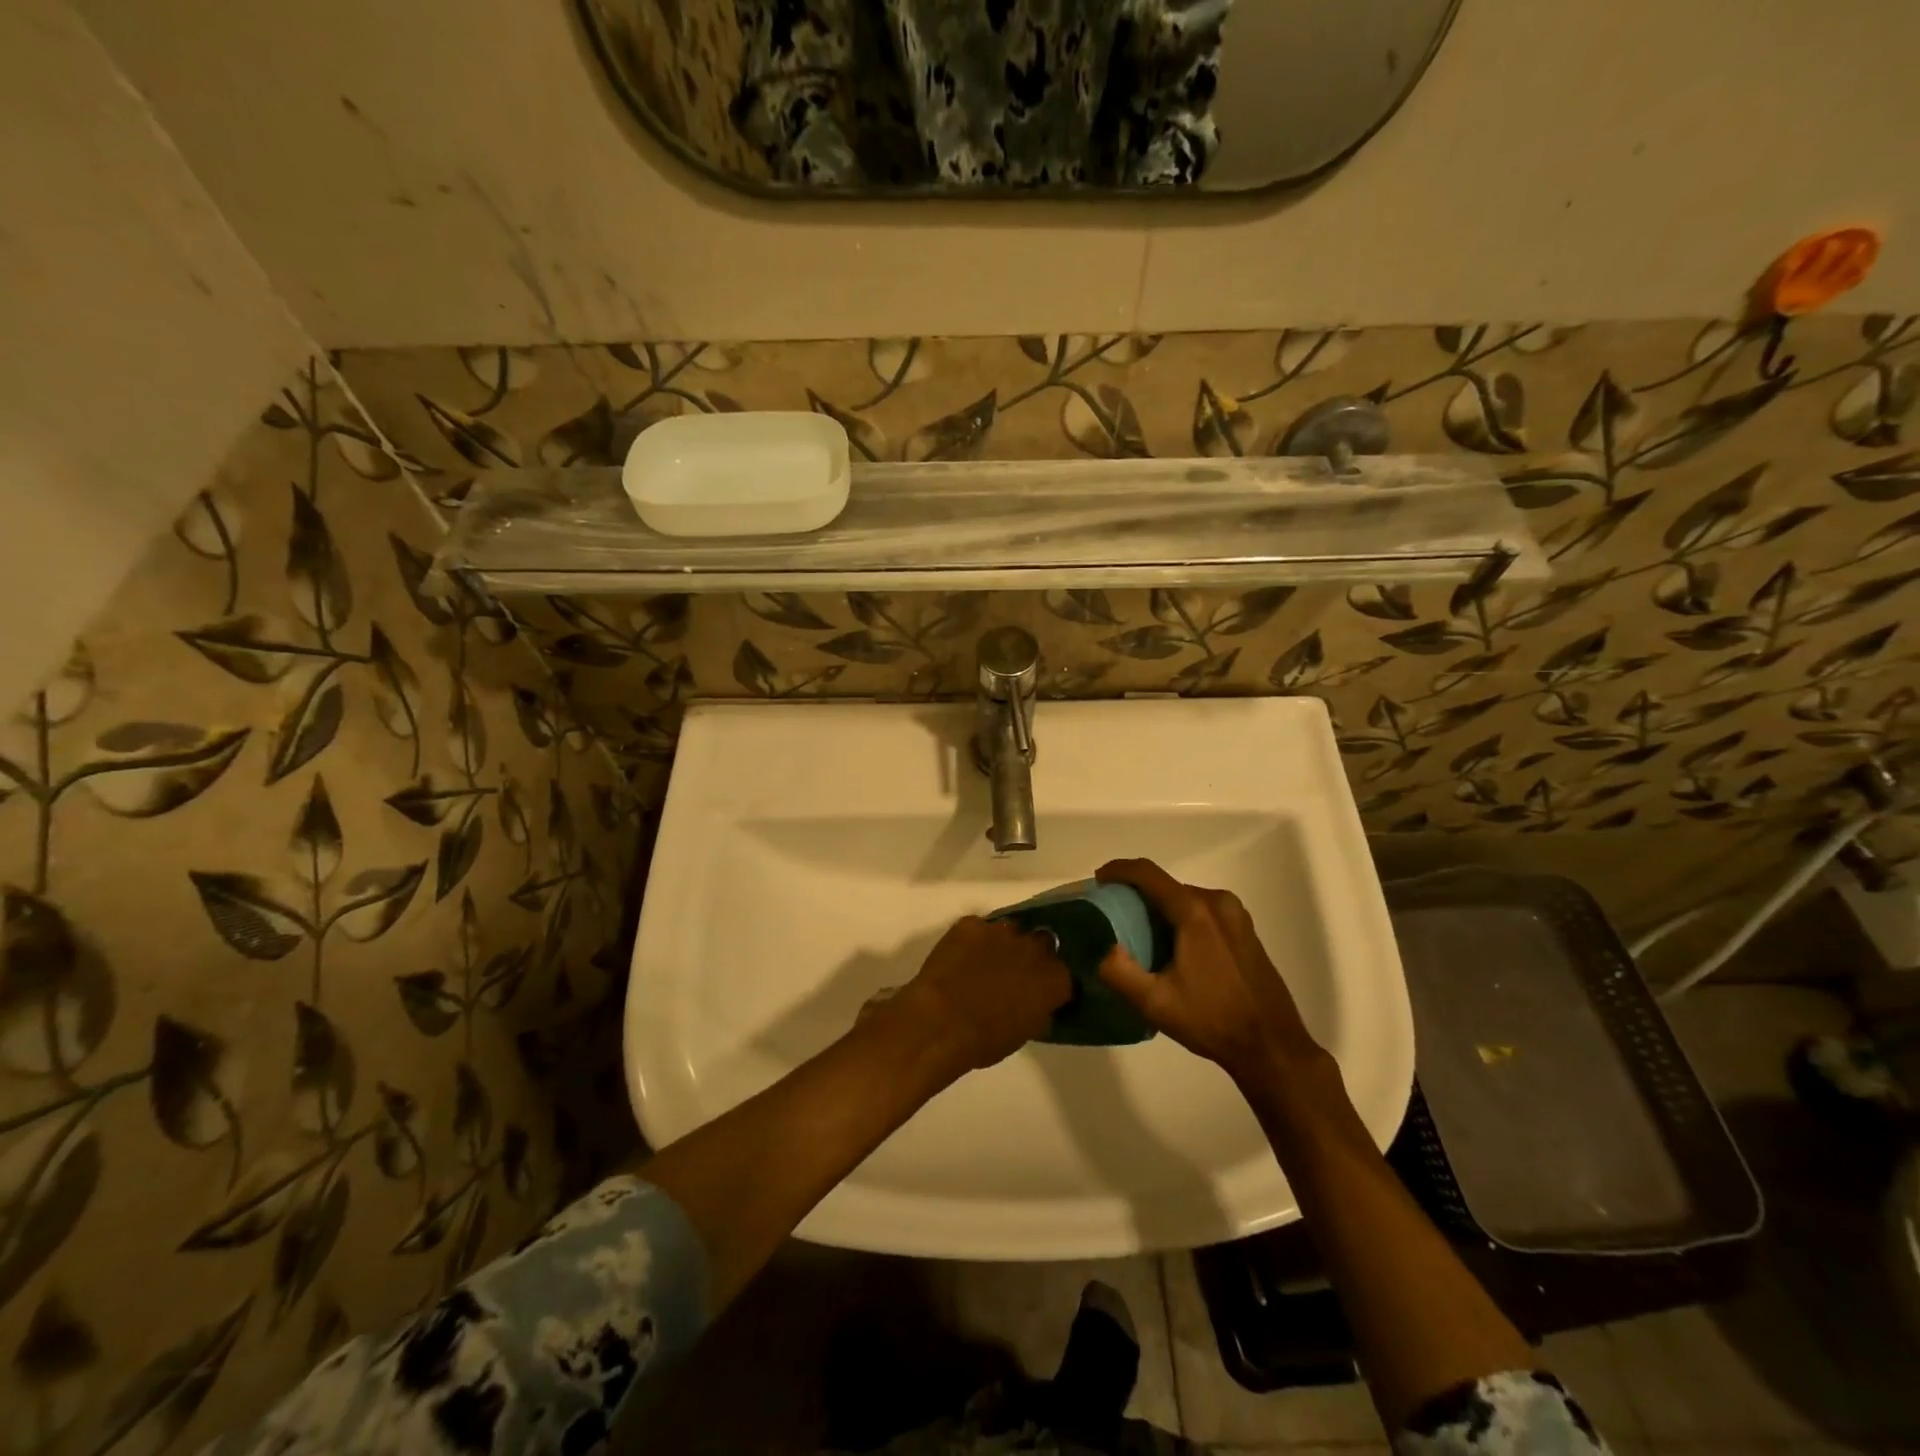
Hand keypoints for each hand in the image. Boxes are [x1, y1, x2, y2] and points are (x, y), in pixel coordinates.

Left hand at [886, 916, 1071, 1075]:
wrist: (940, 1022)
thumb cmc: (985, 1040)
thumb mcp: (1025, 1033)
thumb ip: (1039, 1010)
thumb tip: (1038, 1003)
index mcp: (1053, 978)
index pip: (1063, 974)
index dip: (1051, 983)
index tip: (1040, 993)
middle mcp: (1034, 947)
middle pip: (1042, 943)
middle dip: (1032, 955)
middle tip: (1015, 973)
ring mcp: (1001, 931)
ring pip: (1010, 930)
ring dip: (1003, 943)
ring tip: (986, 961)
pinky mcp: (970, 924)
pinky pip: (977, 928)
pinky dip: (972, 940)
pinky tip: (960, 956)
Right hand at [1095, 859, 1322, 1086]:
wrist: (1271, 1046)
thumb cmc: (1211, 1020)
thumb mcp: (1155, 1003)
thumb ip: (1118, 972)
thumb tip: (1101, 947)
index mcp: (1195, 911)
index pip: (1149, 874)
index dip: (1119, 870)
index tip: (1098, 880)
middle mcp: (1217, 902)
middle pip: (1167, 886)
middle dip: (1137, 895)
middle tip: (1113, 918)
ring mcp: (1236, 914)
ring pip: (1185, 898)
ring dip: (1160, 909)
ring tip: (1138, 935)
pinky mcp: (1245, 929)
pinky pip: (1203, 910)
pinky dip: (1181, 918)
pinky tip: (1172, 948)